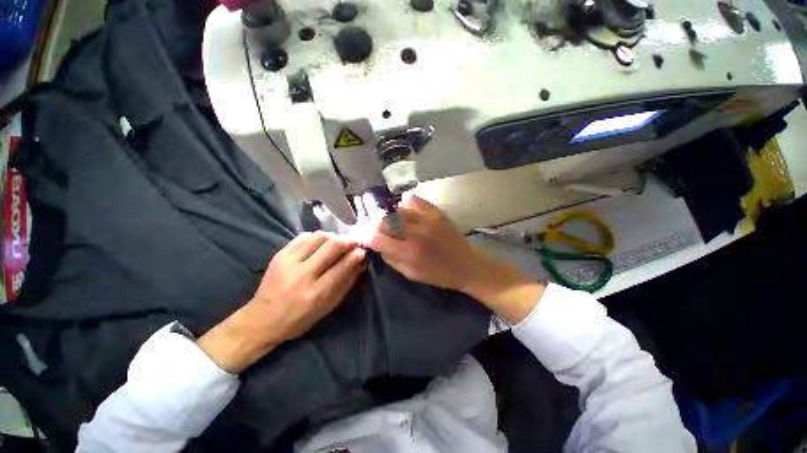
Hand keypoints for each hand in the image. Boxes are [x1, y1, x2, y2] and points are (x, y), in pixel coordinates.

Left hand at [251, 231, 366, 338]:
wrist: (262, 319)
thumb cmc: (300, 318)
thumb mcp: (328, 307)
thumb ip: (346, 283)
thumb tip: (360, 262)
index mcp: (317, 292)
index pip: (343, 266)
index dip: (357, 255)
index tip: (363, 251)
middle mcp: (303, 275)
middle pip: (332, 246)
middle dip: (348, 240)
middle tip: (355, 242)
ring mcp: (289, 262)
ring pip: (318, 237)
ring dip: (334, 236)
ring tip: (338, 241)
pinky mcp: (279, 255)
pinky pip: (303, 236)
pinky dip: (316, 237)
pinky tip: (321, 243)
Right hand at [365, 194, 477, 290]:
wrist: (466, 265)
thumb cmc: (437, 274)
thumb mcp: (410, 274)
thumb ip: (390, 258)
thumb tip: (377, 243)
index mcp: (409, 252)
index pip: (377, 238)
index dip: (364, 235)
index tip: (360, 235)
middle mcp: (416, 232)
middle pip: (384, 219)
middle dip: (375, 224)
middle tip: (375, 228)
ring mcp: (428, 219)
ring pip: (397, 208)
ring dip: (389, 214)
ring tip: (392, 221)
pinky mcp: (436, 211)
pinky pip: (413, 199)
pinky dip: (404, 203)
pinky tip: (405, 211)